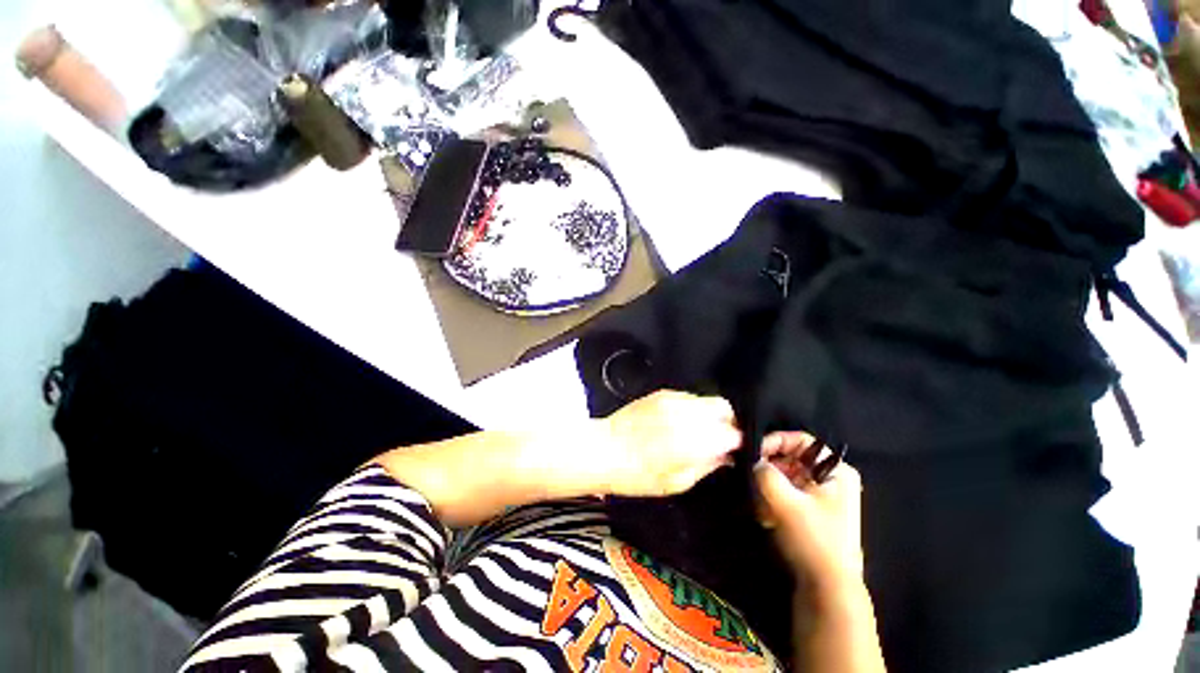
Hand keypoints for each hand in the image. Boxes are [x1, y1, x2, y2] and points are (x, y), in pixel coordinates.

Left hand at [598, 390, 741, 496]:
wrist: (603, 449)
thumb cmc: (638, 475)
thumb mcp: (678, 481)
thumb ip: (708, 464)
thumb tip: (727, 455)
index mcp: (696, 439)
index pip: (734, 432)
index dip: (739, 441)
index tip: (734, 450)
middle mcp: (688, 413)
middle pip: (724, 407)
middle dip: (728, 422)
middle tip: (719, 439)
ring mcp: (673, 399)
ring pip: (707, 399)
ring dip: (709, 414)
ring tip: (697, 431)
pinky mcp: (661, 393)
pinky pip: (688, 397)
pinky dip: (692, 408)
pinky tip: (679, 422)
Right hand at [755, 431, 863, 585]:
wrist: (828, 590)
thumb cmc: (813, 539)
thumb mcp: (786, 502)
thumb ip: (765, 473)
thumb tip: (752, 460)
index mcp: (836, 471)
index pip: (800, 440)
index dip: (775, 441)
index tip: (752, 452)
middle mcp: (831, 479)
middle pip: (791, 458)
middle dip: (768, 469)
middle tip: (749, 477)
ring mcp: (821, 497)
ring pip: (785, 477)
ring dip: (767, 487)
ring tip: (758, 503)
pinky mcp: (810, 512)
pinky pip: (786, 494)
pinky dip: (772, 500)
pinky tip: (765, 516)